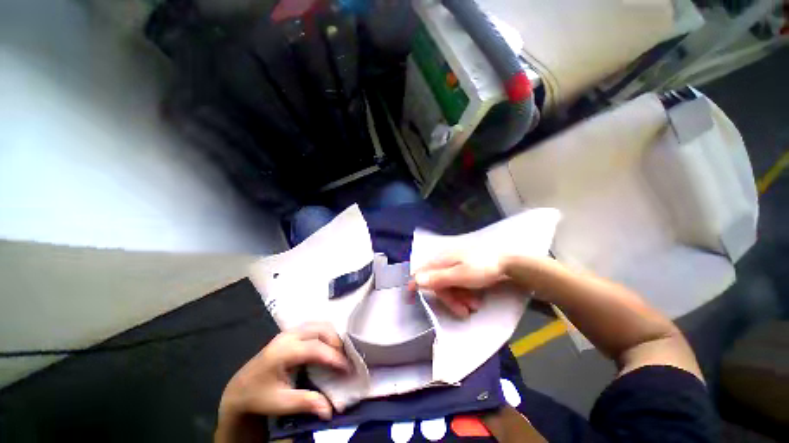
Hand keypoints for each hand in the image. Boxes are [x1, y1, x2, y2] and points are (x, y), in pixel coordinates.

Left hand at [216, 323, 349, 441]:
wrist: (240, 388)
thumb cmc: (260, 396)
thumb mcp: (281, 403)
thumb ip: (306, 402)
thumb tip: (330, 410)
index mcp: (283, 352)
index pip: (315, 348)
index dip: (334, 356)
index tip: (348, 368)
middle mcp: (288, 335)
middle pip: (320, 330)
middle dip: (336, 342)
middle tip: (345, 359)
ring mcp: (290, 331)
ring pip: (319, 324)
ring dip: (333, 336)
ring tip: (339, 353)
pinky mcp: (292, 331)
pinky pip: (315, 326)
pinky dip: (326, 333)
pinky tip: (329, 346)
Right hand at [409, 252, 507, 317]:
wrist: (508, 262)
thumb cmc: (483, 268)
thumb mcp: (460, 275)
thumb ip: (438, 278)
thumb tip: (416, 279)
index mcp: (441, 260)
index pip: (422, 272)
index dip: (415, 284)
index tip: (409, 298)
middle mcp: (445, 261)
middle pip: (438, 283)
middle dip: (449, 299)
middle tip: (464, 311)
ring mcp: (455, 265)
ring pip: (449, 286)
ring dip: (459, 299)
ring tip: (474, 307)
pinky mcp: (464, 270)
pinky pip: (458, 284)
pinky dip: (464, 294)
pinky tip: (475, 300)